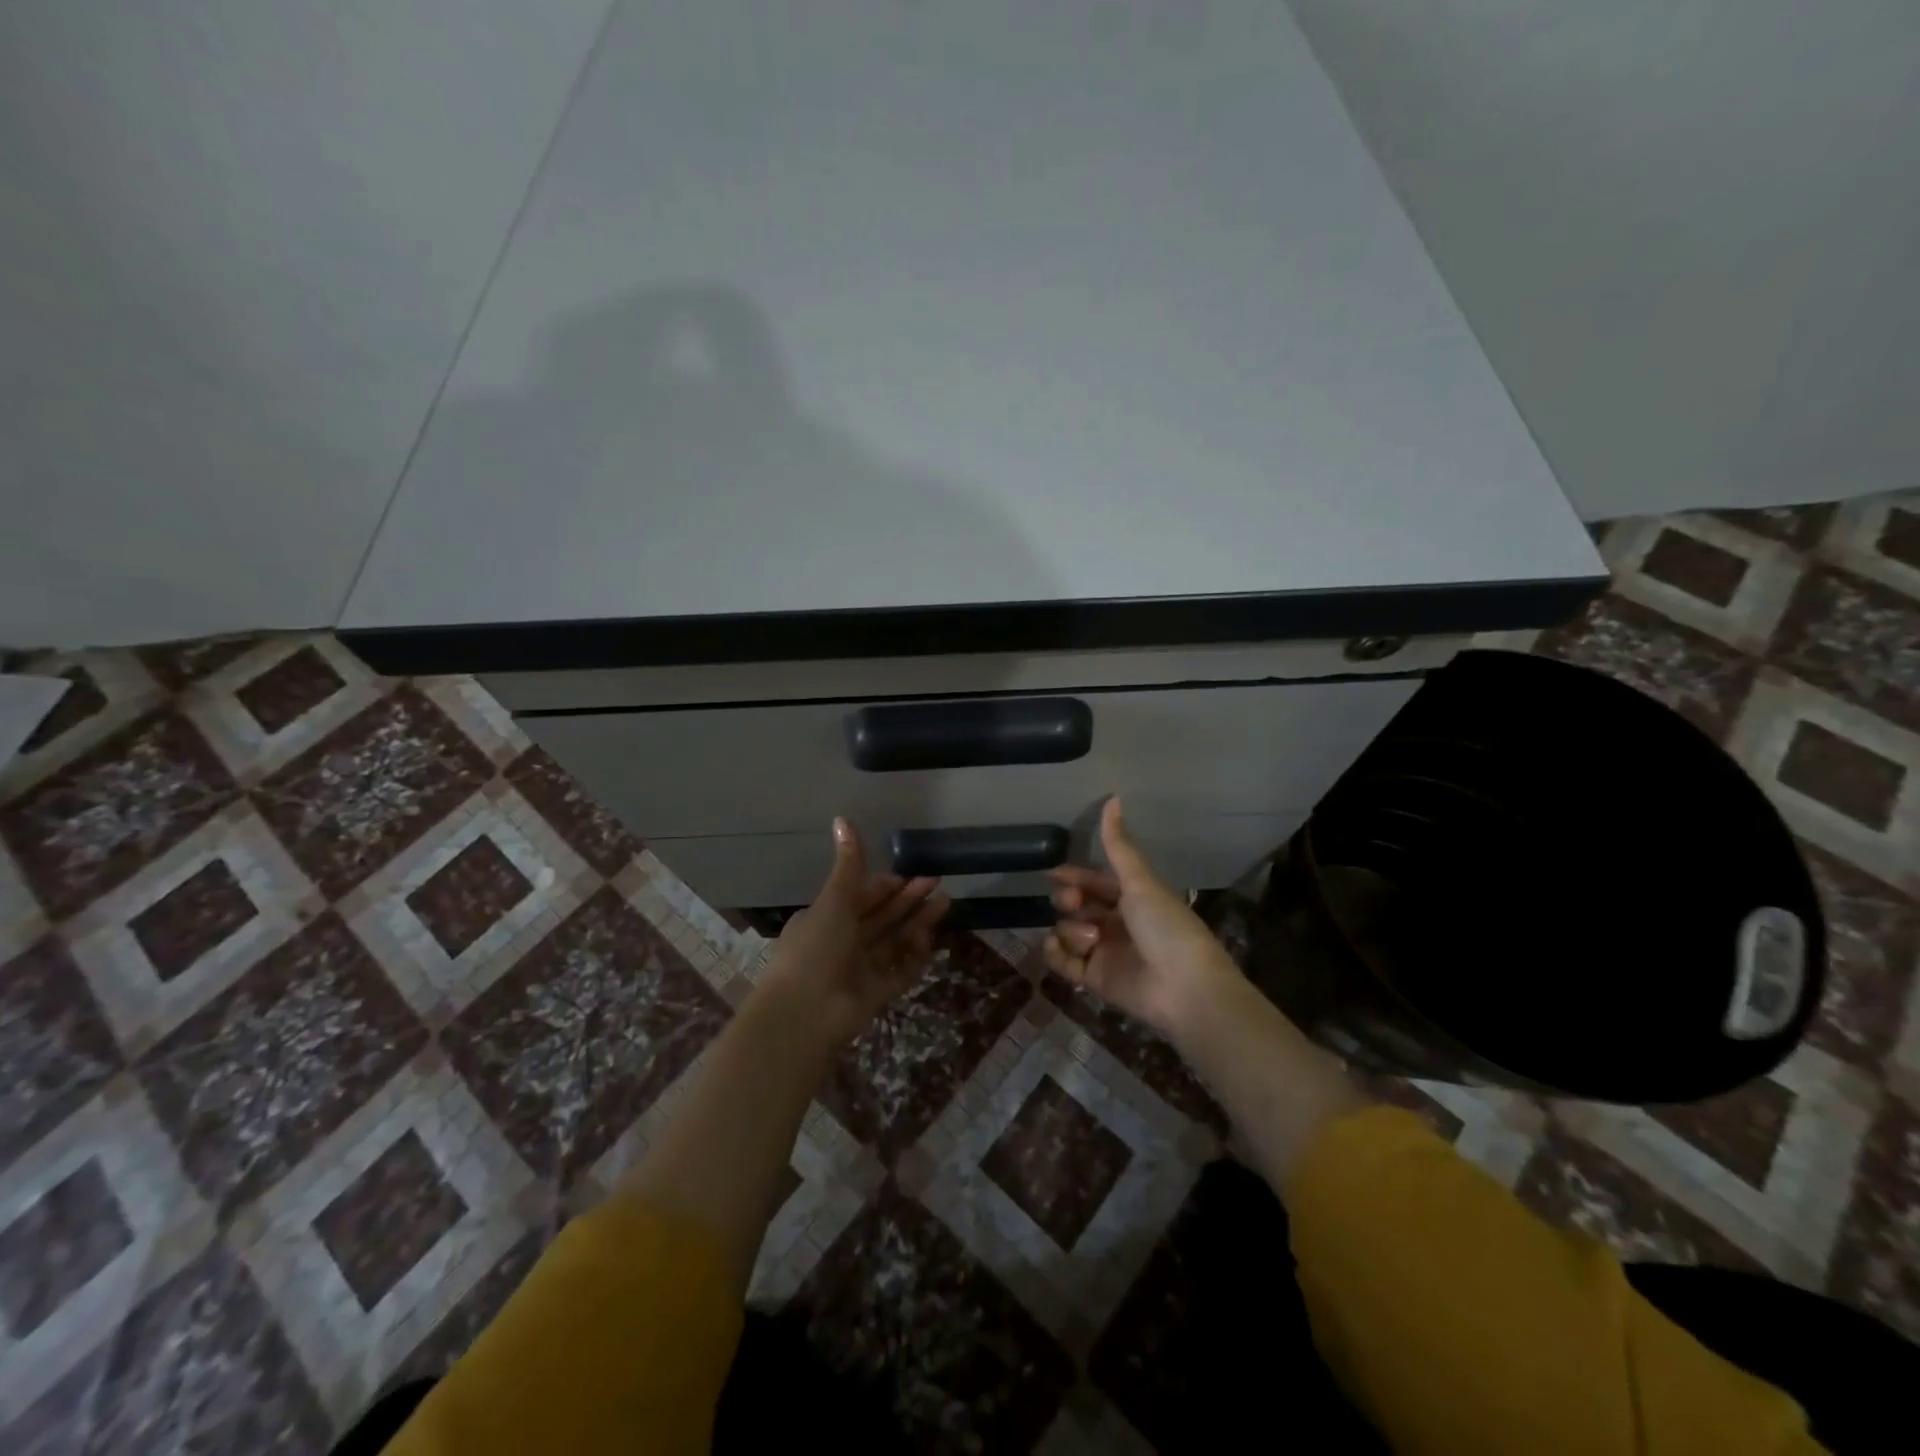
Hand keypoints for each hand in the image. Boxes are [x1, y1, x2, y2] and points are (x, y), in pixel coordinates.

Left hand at [758, 818, 950, 1045]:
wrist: (804, 1014)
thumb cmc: (815, 948)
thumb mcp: (834, 899)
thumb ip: (848, 863)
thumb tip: (842, 817)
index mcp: (826, 918)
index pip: (861, 897)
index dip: (886, 885)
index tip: (911, 874)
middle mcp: (842, 942)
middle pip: (882, 917)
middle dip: (909, 900)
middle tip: (938, 883)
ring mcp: (859, 971)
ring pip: (894, 942)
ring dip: (918, 923)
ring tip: (946, 903)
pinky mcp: (874, 995)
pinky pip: (899, 972)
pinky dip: (914, 957)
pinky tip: (930, 940)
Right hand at [1045, 798, 1241, 1041]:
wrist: (1185, 988)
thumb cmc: (1167, 927)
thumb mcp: (1141, 881)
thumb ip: (1119, 845)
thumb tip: (1113, 797)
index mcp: (1133, 899)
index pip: (1095, 882)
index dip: (1074, 876)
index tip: (1053, 874)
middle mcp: (1116, 924)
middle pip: (1077, 905)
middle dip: (1068, 899)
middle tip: (1073, 901)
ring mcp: (1104, 953)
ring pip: (1068, 932)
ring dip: (1071, 929)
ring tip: (1091, 938)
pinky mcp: (1095, 980)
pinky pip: (1063, 963)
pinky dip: (1056, 953)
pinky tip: (1059, 946)